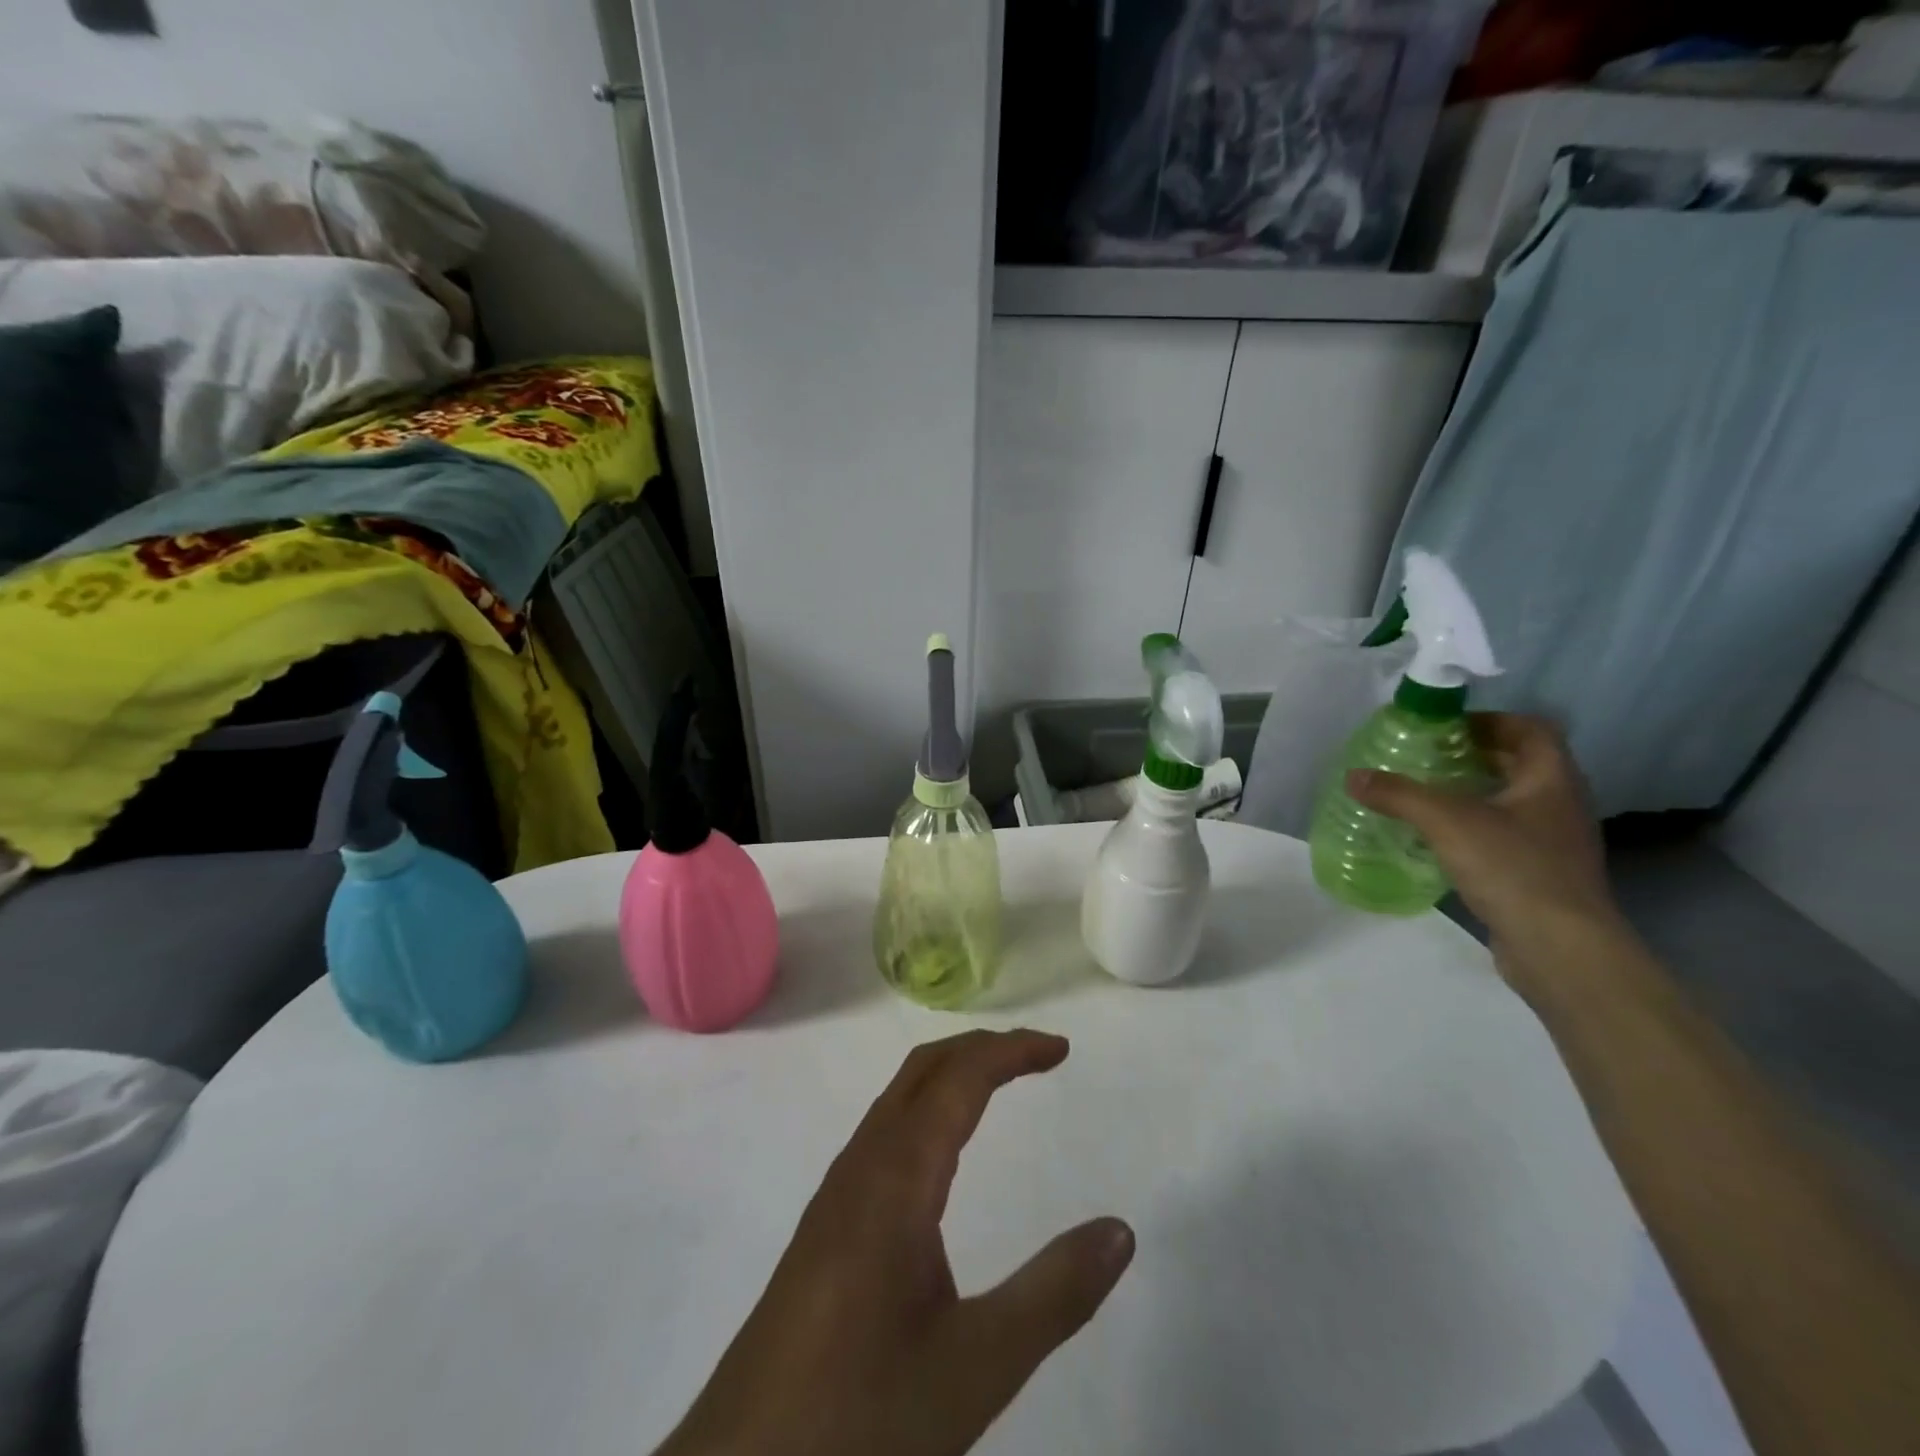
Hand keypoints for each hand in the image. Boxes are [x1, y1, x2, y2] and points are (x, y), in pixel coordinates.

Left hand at [656, 1030, 1134, 1455]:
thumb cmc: (862, 1413)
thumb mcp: (976, 1366)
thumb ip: (1054, 1295)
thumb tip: (1120, 1230)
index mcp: (897, 1176)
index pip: (960, 1077)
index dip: (1011, 1050)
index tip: (1061, 1049)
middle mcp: (862, 1164)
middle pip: (923, 1070)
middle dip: (982, 1047)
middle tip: (1038, 1056)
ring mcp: (837, 1192)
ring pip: (898, 1098)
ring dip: (951, 1074)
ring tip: (999, 1083)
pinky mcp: (825, 1223)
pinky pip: (883, 1132)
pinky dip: (926, 1107)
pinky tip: (940, 1154)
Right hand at [1346, 714, 1624, 982]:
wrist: (1561, 948)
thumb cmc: (1513, 868)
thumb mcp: (1447, 822)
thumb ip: (1399, 795)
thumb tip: (1353, 776)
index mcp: (1552, 780)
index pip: (1531, 730)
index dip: (1491, 720)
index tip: (1446, 727)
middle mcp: (1560, 805)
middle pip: (1520, 763)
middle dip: (1473, 755)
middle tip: (1425, 756)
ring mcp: (1554, 842)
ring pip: (1511, 801)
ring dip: (1472, 792)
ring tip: (1424, 795)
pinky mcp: (1540, 874)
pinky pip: (1505, 835)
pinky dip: (1473, 828)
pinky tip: (1438, 840)